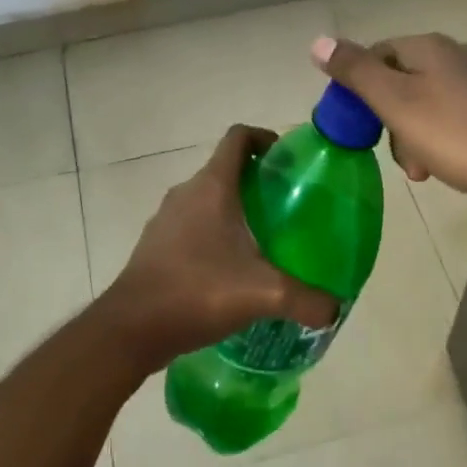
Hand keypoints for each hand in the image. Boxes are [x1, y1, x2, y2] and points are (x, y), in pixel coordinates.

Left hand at [101, 125, 340, 370]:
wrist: (131, 328)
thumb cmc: (197, 292)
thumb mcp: (263, 294)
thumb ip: (307, 300)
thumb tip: (335, 308)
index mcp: (212, 187)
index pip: (238, 138)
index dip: (264, 138)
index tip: (286, 159)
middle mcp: (186, 193)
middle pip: (225, 170)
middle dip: (256, 181)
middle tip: (286, 207)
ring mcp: (166, 219)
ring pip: (207, 200)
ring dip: (234, 210)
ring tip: (263, 240)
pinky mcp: (156, 245)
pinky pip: (192, 226)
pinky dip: (214, 235)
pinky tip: (231, 270)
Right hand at [310, 33, 466, 203]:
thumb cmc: (464, 136)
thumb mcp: (399, 105)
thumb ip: (358, 73)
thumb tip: (318, 41)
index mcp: (429, 48)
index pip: (377, 54)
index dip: (359, 90)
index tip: (359, 129)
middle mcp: (461, 53)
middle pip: (407, 80)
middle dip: (393, 120)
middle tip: (402, 161)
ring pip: (436, 102)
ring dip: (421, 135)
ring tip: (430, 171)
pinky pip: (466, 116)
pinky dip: (452, 139)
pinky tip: (463, 164)